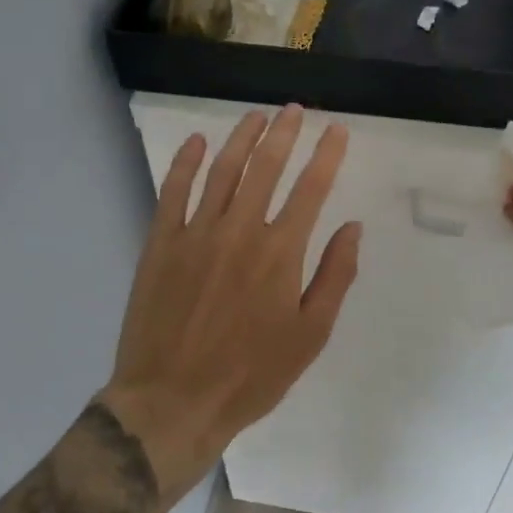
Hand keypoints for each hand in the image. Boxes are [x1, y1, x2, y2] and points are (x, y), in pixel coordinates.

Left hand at [101, 105, 362, 498]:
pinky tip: (196, 142)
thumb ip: (334, 276)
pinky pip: (173, 191)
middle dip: (285, 133)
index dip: (327, 155)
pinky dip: (185, 163)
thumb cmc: (251, 375)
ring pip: (222, 170)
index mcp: (280, 252)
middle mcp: (239, 230)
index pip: (310, 188)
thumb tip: (352, 227)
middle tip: (295, 110)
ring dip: (241, 138)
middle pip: (266, 167)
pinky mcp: (161, 243)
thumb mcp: (310, 335)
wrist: (172, 402)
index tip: (337, 130)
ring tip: (256, 117)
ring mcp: (195, 233)